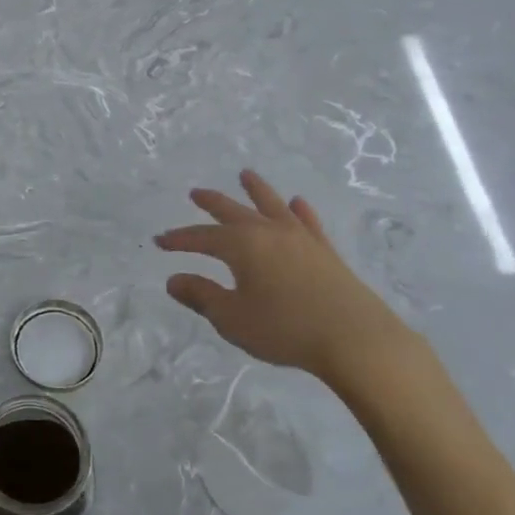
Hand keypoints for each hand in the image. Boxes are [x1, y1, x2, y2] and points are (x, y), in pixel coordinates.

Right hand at [156, 170, 415, 387]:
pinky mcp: (325, 252)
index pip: (202, 238)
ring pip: (273, 205)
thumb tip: (173, 279)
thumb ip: (201, 296)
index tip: (160, 242)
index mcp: (242, 246)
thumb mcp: (231, 317)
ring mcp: (301, 239)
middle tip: (196, 193)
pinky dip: (299, 210)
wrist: (354, 339)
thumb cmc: (284, 329)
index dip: (179, 239)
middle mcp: (270, 233)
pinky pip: (308, 222)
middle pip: (234, 211)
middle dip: (212, 203)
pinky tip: (297, 203)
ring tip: (246, 175)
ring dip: (256, 190)